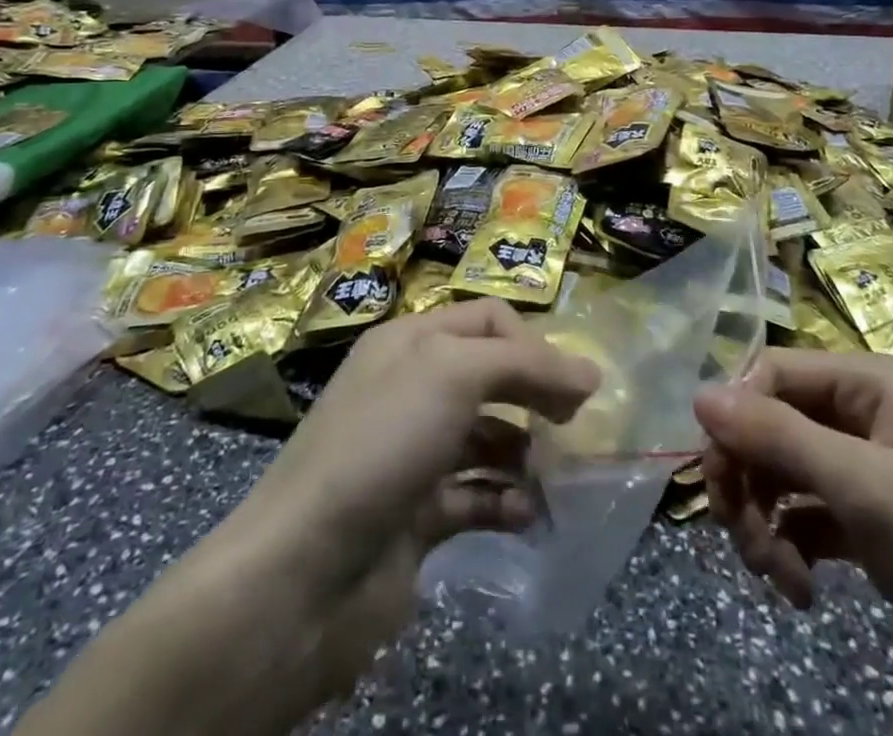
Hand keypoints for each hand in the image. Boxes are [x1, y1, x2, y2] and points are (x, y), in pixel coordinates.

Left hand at [20, 301, 599, 735]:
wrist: (302, 573)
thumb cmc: (382, 443)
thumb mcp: (454, 374)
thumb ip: (525, 364)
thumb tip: (590, 374)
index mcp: (411, 341)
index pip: (487, 320)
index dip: (532, 342)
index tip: (568, 384)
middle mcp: (411, 388)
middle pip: (491, 376)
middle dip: (536, 396)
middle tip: (573, 429)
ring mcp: (413, 453)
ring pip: (488, 438)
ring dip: (527, 454)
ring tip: (558, 478)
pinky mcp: (416, 515)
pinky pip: (476, 497)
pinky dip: (506, 502)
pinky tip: (529, 516)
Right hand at [694, 349, 892, 656]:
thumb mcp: (863, 489)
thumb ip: (777, 436)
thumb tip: (699, 394)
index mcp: (872, 380)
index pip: (773, 373)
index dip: (737, 418)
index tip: (718, 479)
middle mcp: (865, 409)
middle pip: (772, 422)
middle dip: (749, 480)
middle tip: (742, 539)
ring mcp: (868, 463)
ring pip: (783, 468)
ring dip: (765, 519)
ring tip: (777, 578)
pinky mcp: (870, 516)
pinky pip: (805, 510)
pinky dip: (791, 542)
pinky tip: (799, 588)